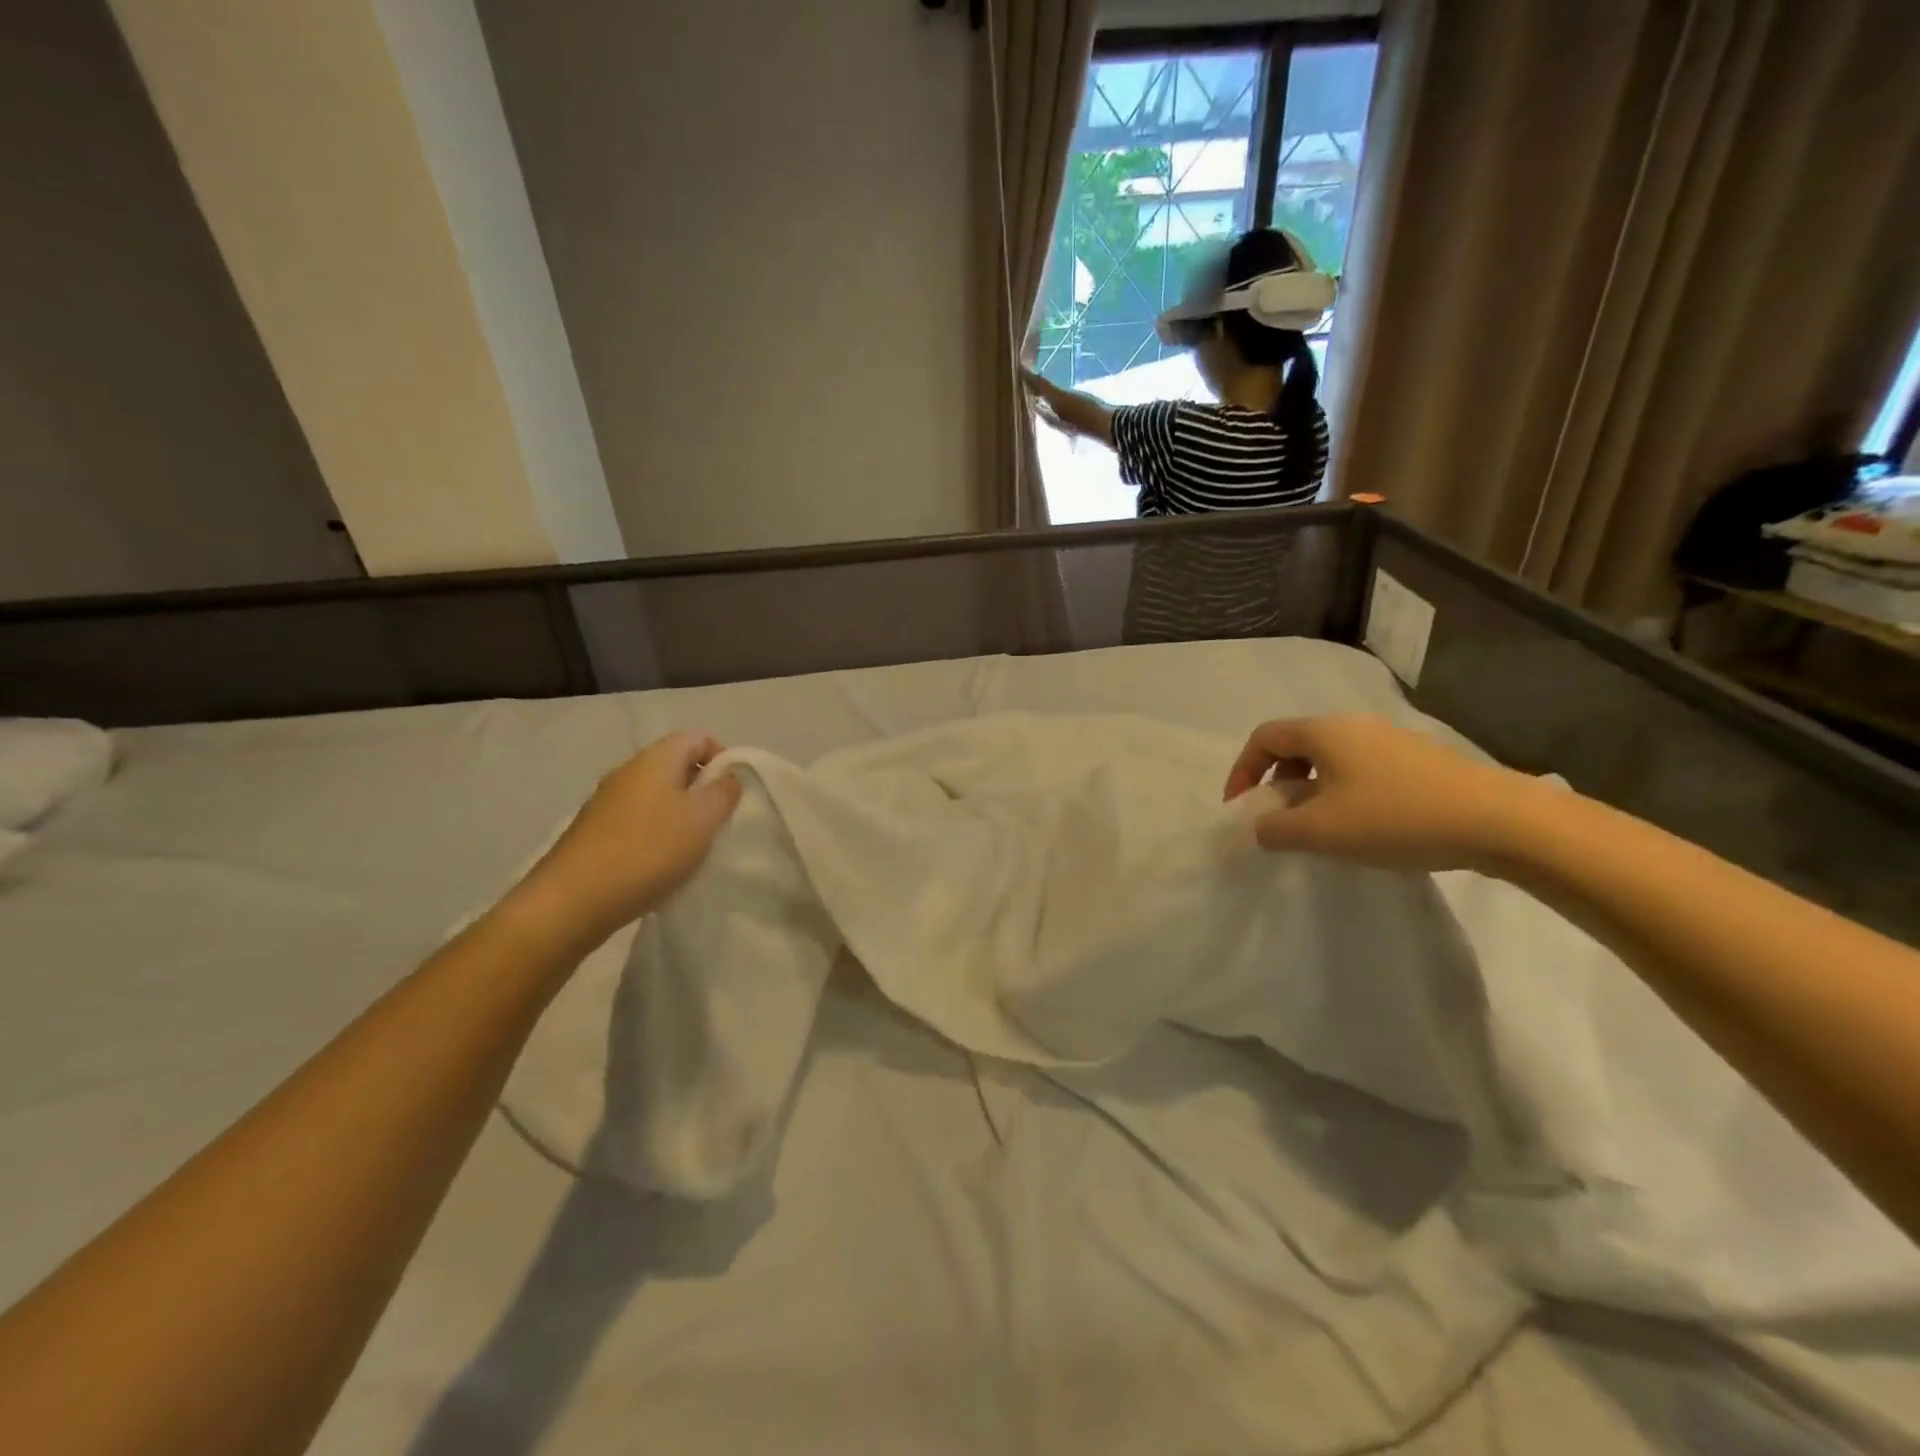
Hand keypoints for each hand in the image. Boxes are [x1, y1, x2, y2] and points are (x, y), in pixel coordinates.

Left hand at [520, 733, 742, 940]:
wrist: (572, 901)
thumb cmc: (648, 851)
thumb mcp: (703, 819)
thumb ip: (724, 792)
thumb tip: (728, 776)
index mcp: (655, 759)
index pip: (697, 737)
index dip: (722, 757)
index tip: (733, 792)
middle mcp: (627, 772)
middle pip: (676, 766)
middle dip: (702, 790)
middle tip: (717, 823)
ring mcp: (606, 802)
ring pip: (657, 796)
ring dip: (680, 816)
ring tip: (692, 849)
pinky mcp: (594, 832)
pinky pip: (637, 821)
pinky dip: (656, 835)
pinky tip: (661, 866)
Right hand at [1224, 715, 1537, 872]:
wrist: (1499, 820)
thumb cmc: (1395, 818)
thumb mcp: (1321, 831)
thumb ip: (1275, 829)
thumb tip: (1259, 828)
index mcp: (1324, 732)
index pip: (1264, 737)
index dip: (1242, 770)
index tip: (1241, 808)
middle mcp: (1353, 726)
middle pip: (1296, 745)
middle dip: (1276, 782)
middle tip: (1278, 819)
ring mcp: (1390, 740)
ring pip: (1330, 760)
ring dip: (1310, 791)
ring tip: (1319, 829)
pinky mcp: (1418, 760)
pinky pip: (1361, 770)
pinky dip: (1343, 794)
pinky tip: (1362, 828)